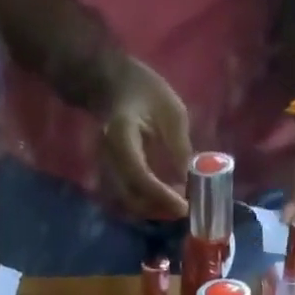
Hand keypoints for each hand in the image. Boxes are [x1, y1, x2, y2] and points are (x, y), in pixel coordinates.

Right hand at [97, 59, 192, 218]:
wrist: (113, 84)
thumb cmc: (145, 90)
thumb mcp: (172, 112)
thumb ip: (180, 148)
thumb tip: (190, 183)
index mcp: (121, 136)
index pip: (140, 177)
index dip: (162, 196)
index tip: (184, 206)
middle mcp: (108, 158)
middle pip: (132, 199)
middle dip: (160, 209)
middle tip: (184, 208)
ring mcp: (105, 169)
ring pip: (129, 204)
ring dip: (154, 210)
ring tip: (177, 204)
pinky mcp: (109, 177)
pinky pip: (128, 200)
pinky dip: (147, 205)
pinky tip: (164, 200)